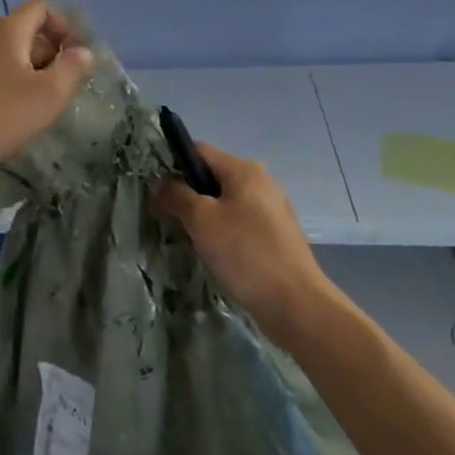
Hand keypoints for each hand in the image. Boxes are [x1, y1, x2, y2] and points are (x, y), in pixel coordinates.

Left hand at [0, 0, 93, 190]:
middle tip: (60, 88)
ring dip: (27, 73)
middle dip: (48, 54)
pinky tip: (8, 117)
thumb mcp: (47, 96)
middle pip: (24, 32)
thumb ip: (70, 70)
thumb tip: (83, 51)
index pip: (40, 8)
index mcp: (8, 31)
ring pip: (6, 56)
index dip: (63, 25)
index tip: (75, 55)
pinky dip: (5, 86)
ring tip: (37, 106)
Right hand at [156, 142, 330, 343]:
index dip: (174, 164)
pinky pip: (241, 222)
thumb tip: (161, 182)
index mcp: (244, 169)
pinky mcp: (277, 235)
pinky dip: (225, 231)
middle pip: (213, 176)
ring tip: (191, 239)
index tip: (158, 191)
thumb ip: (177, 195)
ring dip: (206, 216)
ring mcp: (273, 209)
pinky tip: (217, 254)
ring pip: (227, 201)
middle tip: (171, 218)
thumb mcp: (201, 220)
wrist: (296, 304)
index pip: (199, 150)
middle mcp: (262, 181)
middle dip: (190, 194)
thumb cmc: (245, 253)